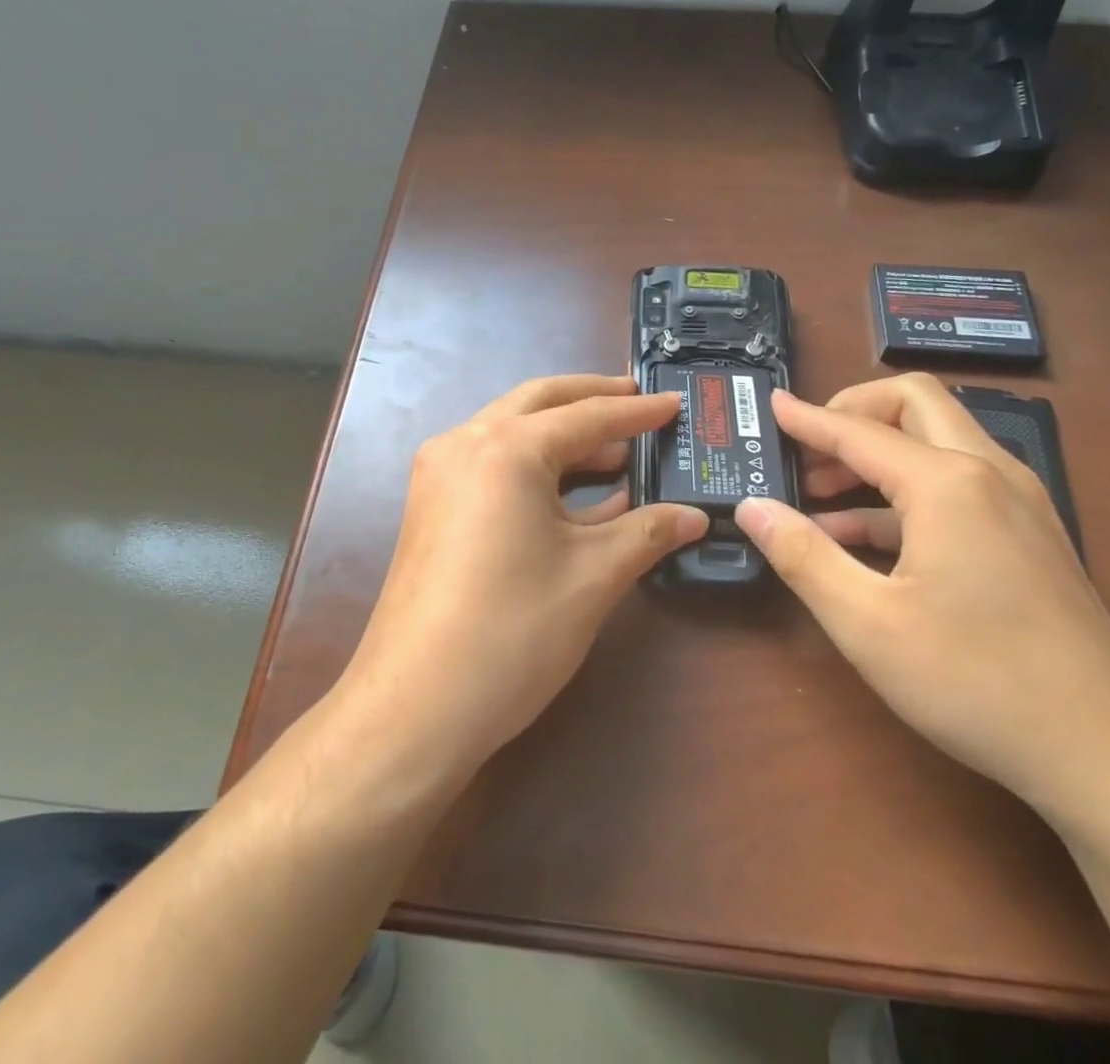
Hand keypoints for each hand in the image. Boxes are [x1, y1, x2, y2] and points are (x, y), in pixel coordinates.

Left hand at [339, 375, 706, 779]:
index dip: (636, 413)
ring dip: (565, 436)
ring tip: (618, 451)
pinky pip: (494, 466)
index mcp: (505, 448)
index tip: (673, 404)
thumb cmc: (512, 632)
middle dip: (592, 400)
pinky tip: (579, 495)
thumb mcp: (592, 576)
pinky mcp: (433, 506)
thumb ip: (646, 532)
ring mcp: (440, 474)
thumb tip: (694, 517)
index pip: (586, 417)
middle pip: (540, 404)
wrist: (415, 708)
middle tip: (639, 401)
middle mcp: (465, 444)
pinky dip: (538, 468)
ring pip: (513, 432)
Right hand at [735, 374, 1109, 815]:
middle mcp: (988, 473)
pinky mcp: (1030, 534)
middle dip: (854, 412)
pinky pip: (957, 484)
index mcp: (947, 483)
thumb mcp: (867, 622)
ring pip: (939, 441)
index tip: (770, 404)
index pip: (858, 431)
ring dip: (878, 453)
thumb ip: (802, 555)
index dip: (807, 418)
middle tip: (807, 447)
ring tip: (822, 495)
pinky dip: (905, 491)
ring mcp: (1018, 502)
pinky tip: (865, 539)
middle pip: (914, 404)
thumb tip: (751, 506)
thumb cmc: (978, 682)